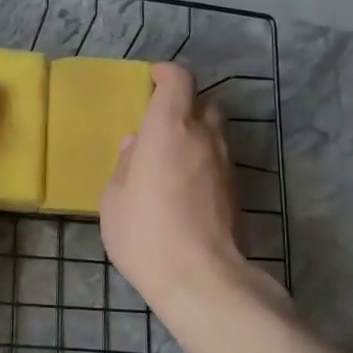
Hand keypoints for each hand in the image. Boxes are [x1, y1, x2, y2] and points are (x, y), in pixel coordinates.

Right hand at [101, 63, 244, 306]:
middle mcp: (205, 137)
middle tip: (161, 123)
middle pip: (204, 103)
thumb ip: (125, 165)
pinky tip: (185, 186)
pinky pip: (220, 161)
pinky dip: (205, 162)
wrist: (201, 278)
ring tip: (172, 158)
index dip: (166, 74)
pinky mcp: (238, 191)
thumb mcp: (114, 199)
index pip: (179, 80)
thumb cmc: (145, 233)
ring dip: (197, 135)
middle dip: (185, 104)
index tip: (152, 79)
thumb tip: (135, 147)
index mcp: (169, 128)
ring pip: (217, 133)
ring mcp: (227, 164)